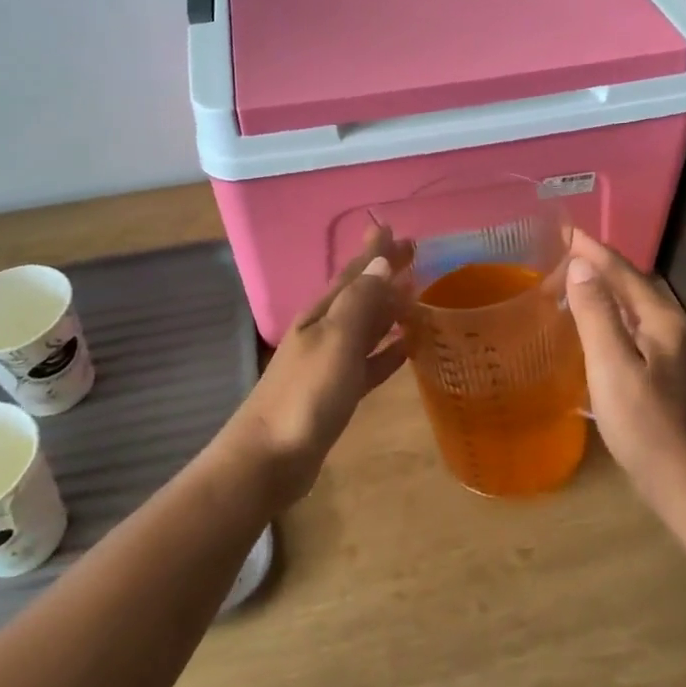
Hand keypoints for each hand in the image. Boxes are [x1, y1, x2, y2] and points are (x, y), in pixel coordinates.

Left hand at [223, 227, 406, 509]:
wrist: (270, 459)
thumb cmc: (305, 395)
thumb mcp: (335, 341)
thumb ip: (360, 302)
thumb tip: (381, 262)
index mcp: (321, 314)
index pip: (353, 273)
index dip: (372, 251)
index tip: (393, 228)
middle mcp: (325, 331)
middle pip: (360, 294)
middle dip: (383, 272)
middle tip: (413, 252)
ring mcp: (330, 363)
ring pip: (367, 325)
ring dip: (389, 308)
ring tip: (416, 292)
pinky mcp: (338, 392)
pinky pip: (370, 361)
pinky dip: (388, 350)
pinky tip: (407, 348)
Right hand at [565, 231, 685, 508]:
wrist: (682, 479)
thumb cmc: (643, 423)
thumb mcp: (612, 366)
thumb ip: (596, 313)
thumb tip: (580, 266)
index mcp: (664, 319)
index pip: (623, 272)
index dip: (592, 250)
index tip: (564, 230)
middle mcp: (673, 325)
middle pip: (632, 283)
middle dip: (599, 264)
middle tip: (562, 251)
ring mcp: (673, 347)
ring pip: (634, 304)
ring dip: (604, 288)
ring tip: (571, 279)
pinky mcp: (666, 367)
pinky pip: (634, 324)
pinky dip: (611, 313)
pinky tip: (593, 323)